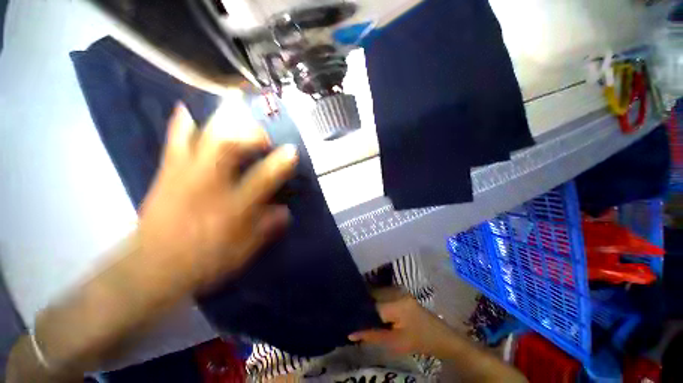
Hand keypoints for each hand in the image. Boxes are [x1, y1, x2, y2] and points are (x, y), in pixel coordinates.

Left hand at [138, 102, 297, 291]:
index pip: (262, 179)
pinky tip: (188, 110)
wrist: (152, 267)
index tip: (293, 151)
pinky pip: (174, 142)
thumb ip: (266, 228)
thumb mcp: (243, 251)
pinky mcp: (167, 174)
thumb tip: (286, 211)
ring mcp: (185, 175)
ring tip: (237, 112)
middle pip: (227, 147)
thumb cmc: (203, 260)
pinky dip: (182, 124)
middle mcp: (209, 186)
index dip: (280, 163)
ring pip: (202, 138)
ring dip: (223, 122)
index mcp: (232, 208)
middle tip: (263, 133)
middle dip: (249, 133)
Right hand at [348, 289, 454, 355]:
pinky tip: (371, 310)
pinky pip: (382, 294)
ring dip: (368, 303)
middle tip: (351, 315)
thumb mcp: (395, 343)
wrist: (440, 336)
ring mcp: (399, 290)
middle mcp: (396, 291)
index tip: (348, 318)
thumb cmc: (419, 341)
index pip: (371, 305)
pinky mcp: (400, 291)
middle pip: (372, 296)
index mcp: (397, 304)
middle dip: (362, 306)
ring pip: (376, 294)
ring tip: (358, 312)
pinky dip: (375, 302)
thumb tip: (350, 333)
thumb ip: (372, 336)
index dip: (359, 312)